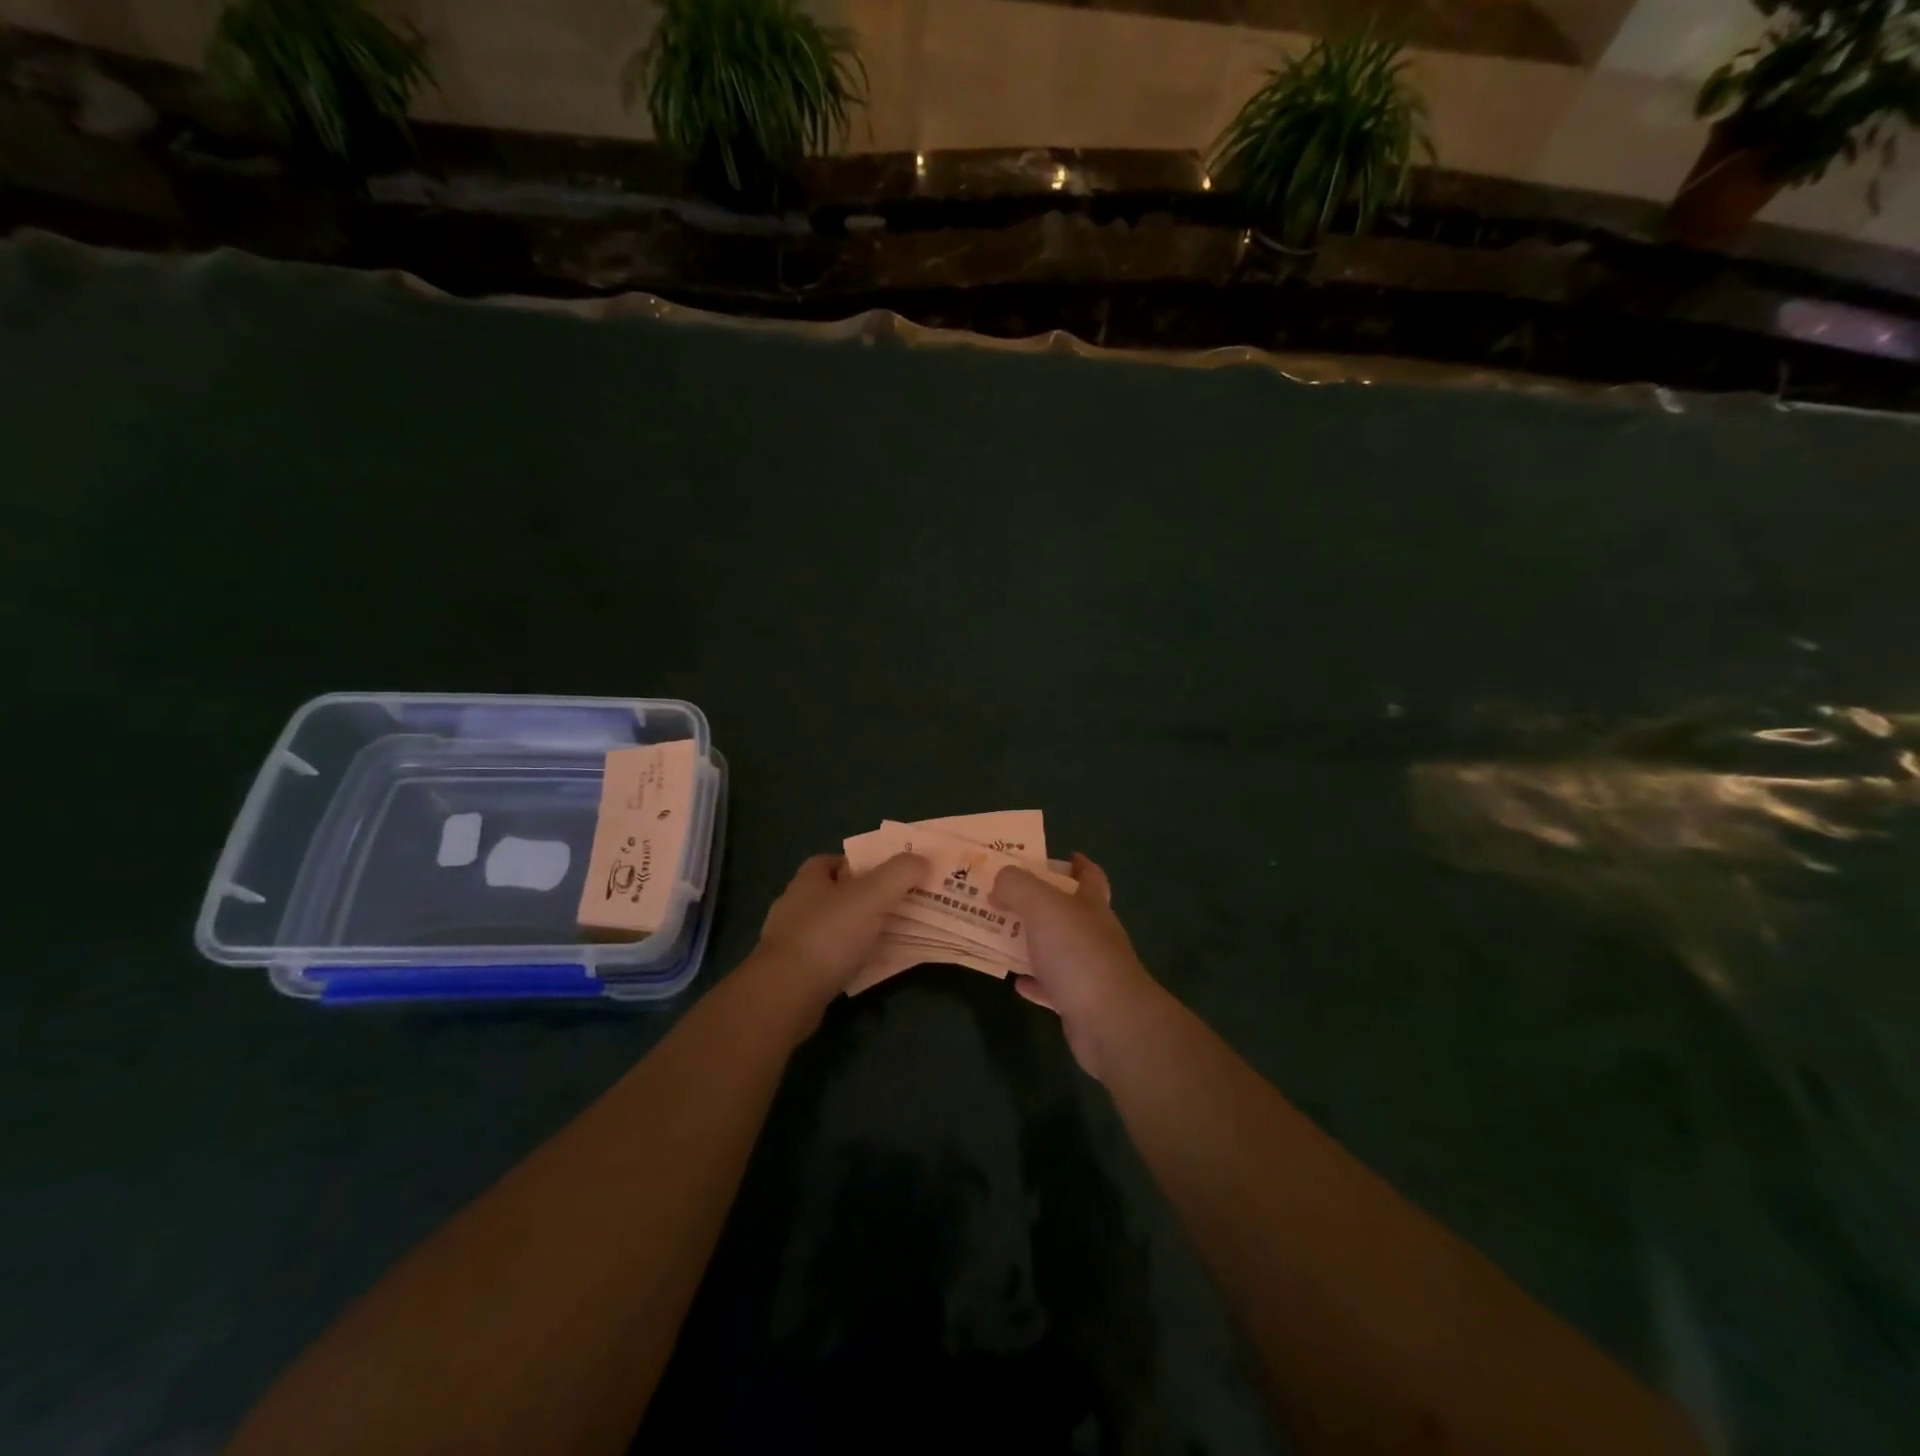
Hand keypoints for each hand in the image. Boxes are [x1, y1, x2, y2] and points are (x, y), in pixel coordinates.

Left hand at [753, 852, 927, 1006]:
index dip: (861, 864)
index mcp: (808, 880)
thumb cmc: (828, 935)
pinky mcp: (792, 972)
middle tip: (897, 906)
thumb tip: (921, 860)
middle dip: (863, 899)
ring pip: (832, 927)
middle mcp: (795, 905)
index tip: (889, 875)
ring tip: (888, 937)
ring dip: (856, 930)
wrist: (787, 994)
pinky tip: (867, 966)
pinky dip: (847, 958)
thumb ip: (900, 873)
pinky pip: (827, 957)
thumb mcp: (873, 895)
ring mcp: (790, 940)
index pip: (834, 861)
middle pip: (835, 894)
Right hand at [990, 853, 1162, 1079]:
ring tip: (1000, 934)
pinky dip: (1033, 982)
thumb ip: (1017, 886)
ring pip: (1056, 949)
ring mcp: (1088, 970)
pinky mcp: (1078, 1003)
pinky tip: (1014, 980)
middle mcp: (1093, 934)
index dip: (1076, 865)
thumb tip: (999, 882)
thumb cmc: (1078, 953)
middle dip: (1039, 903)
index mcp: (1091, 904)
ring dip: (1031, 942)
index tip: (1055, 858)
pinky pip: (1051, 987)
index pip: (1090, 876)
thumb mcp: (1042, 905)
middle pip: (1068, 911)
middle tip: (1004, 896)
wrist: (1109, 1022)